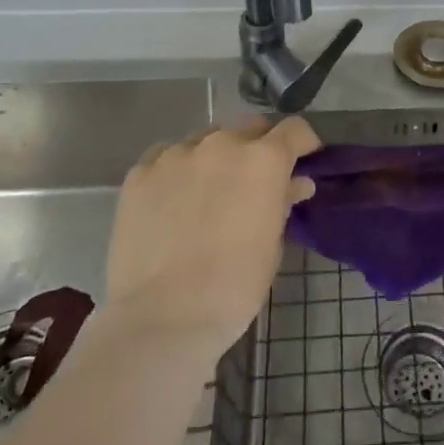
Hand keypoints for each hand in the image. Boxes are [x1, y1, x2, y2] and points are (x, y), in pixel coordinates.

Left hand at [102, 117, 318, 358]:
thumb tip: (296, 183)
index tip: (303, 161)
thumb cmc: (233, 286)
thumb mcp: (272, 245)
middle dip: (259, 146)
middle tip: (255, 179)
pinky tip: (173, 199)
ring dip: (216, 156)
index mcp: (263, 160)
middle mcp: (222, 144)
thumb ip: (283, 202)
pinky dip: (178, 170)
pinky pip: (167, 156)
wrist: (162, 317)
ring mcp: (177, 154)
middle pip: (250, 127)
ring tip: (209, 191)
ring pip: (206, 139)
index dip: (303, 143)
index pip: (294, 129)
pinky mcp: (140, 172)